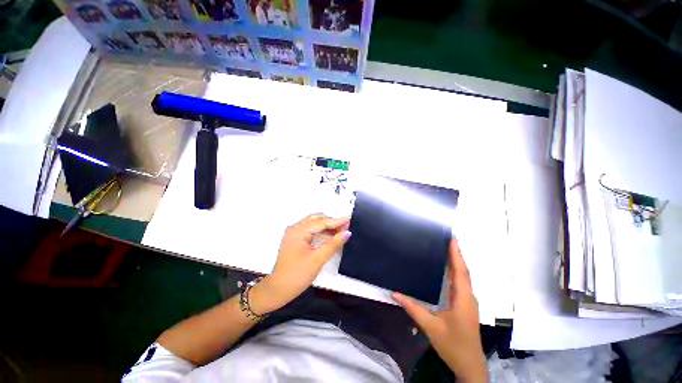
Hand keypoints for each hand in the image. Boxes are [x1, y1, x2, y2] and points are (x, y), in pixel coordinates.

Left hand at [250, 214, 350, 314]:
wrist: (278, 289)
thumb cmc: (297, 275)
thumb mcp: (318, 259)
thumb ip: (333, 244)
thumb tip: (347, 232)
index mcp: (298, 231)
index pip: (321, 222)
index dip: (337, 221)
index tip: (349, 219)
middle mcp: (295, 228)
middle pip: (317, 219)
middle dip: (331, 222)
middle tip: (345, 226)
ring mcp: (294, 233)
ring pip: (313, 224)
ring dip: (326, 226)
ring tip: (340, 231)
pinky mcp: (295, 239)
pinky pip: (310, 230)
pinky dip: (320, 231)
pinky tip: (329, 236)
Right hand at [393, 240, 486, 382]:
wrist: (470, 365)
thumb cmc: (453, 345)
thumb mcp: (431, 327)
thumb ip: (413, 308)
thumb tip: (394, 293)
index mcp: (462, 298)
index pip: (460, 271)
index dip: (456, 254)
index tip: (452, 238)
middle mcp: (467, 296)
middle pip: (462, 271)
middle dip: (455, 254)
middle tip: (445, 239)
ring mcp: (467, 301)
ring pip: (462, 276)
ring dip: (455, 262)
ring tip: (444, 248)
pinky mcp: (464, 304)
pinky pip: (459, 283)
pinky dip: (454, 272)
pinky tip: (445, 269)